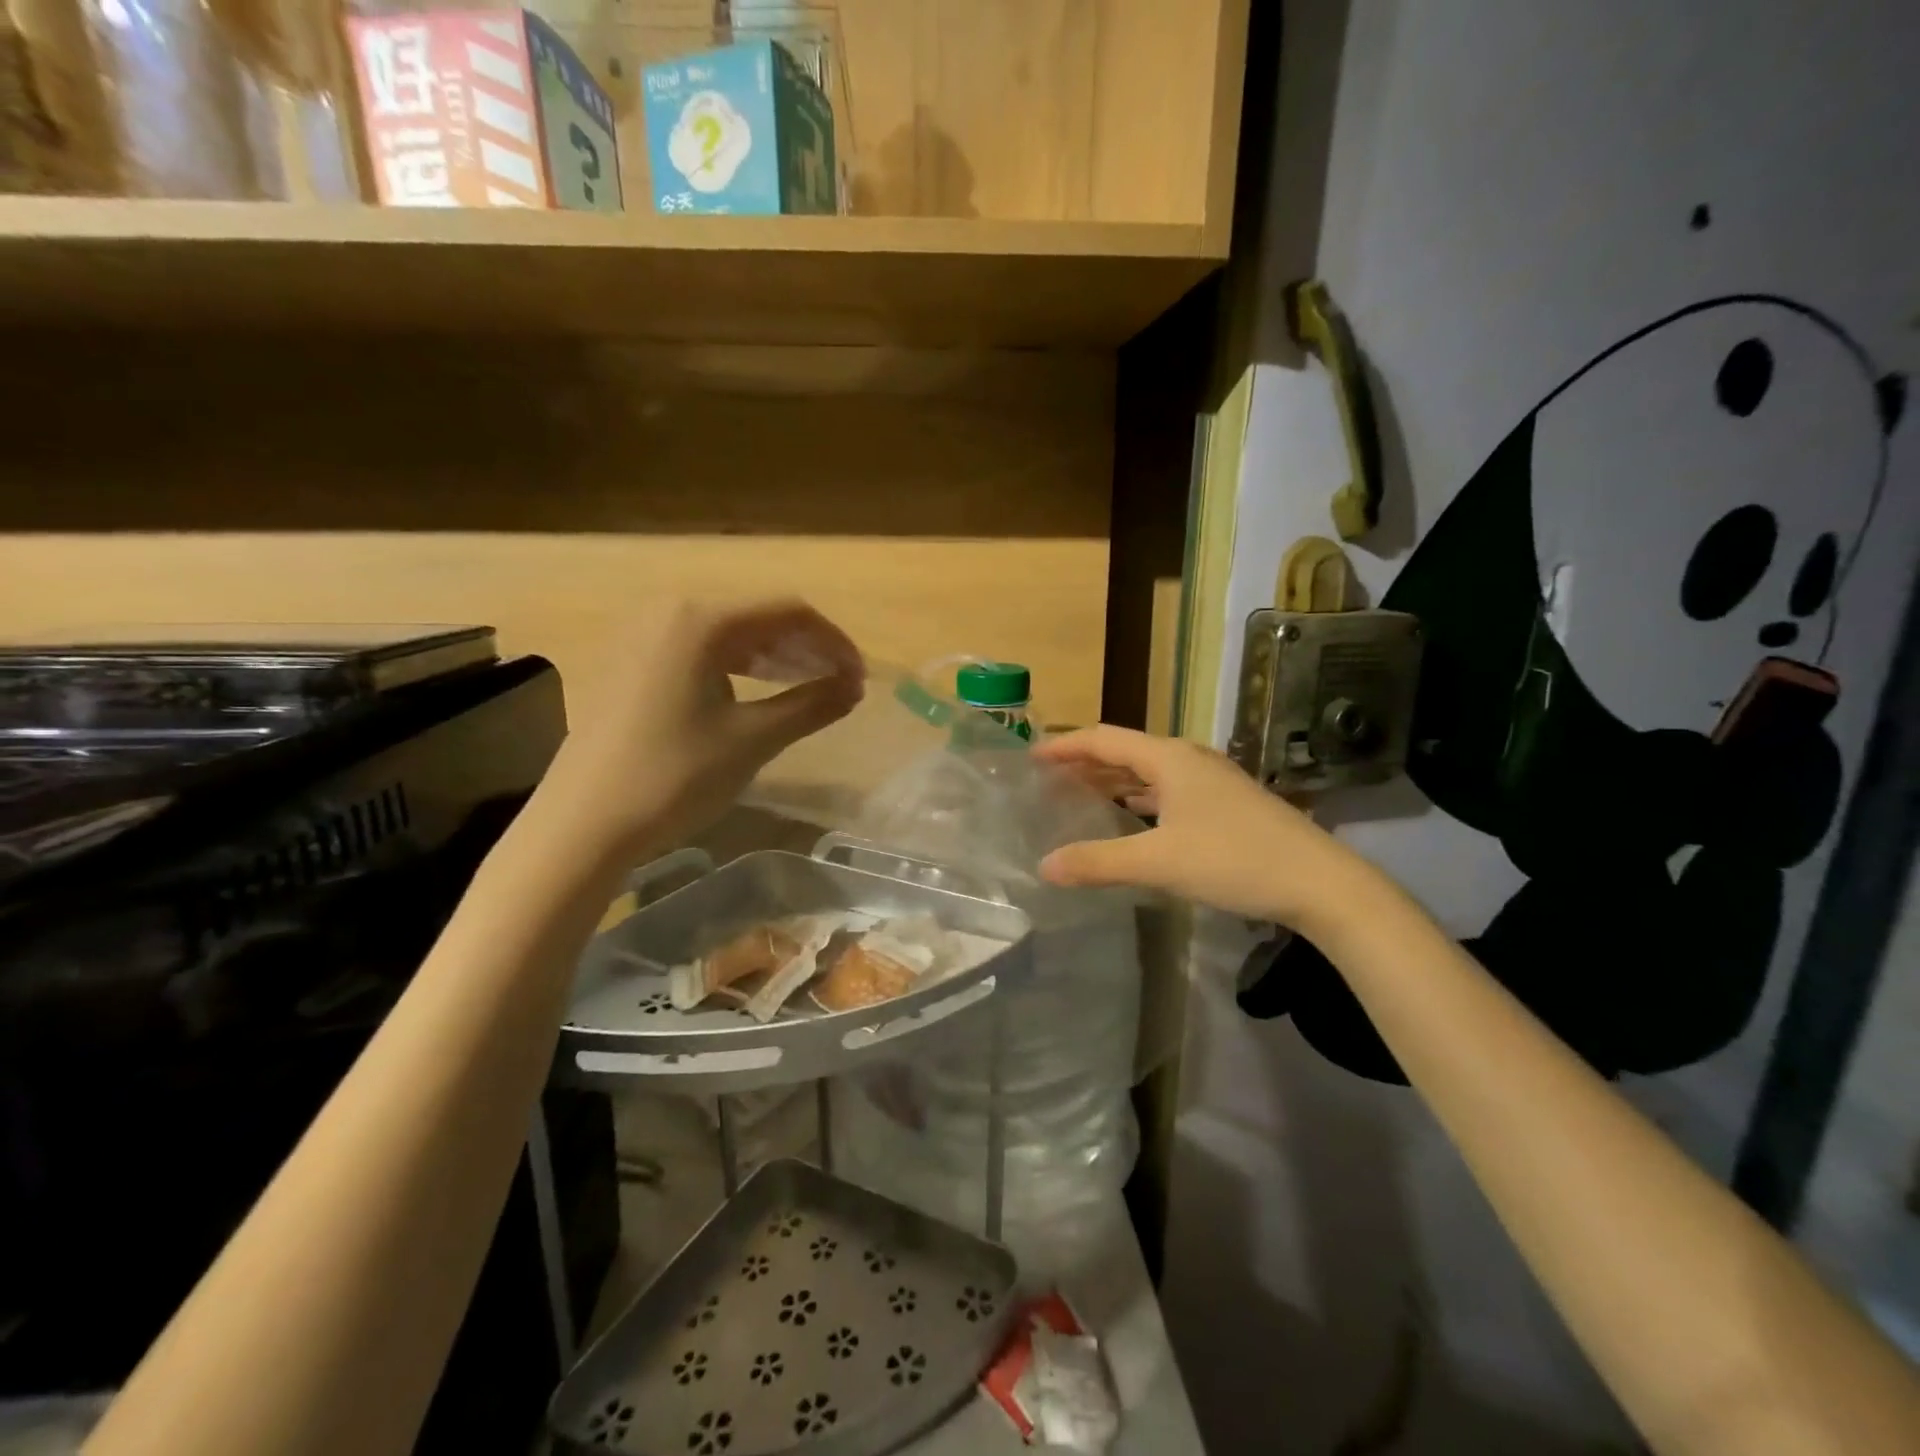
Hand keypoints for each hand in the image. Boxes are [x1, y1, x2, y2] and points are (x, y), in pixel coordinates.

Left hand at [543, 598, 864, 863]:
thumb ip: (811, 705)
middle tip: (840, 685)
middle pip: (757, 617)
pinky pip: (699, 651)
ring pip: (728, 634)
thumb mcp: (753, 739)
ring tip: (807, 688)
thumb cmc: (674, 776)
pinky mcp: (630, 663)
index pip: (788, 612)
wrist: (583, 824)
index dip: (833, 642)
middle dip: (806, 648)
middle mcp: (669, 611)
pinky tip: (756, 693)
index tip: (859, 678)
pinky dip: (738, 668)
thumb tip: (854, 688)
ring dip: (774, 658)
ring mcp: (643, 636)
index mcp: (701, 619)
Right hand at [1035, 726, 1371, 930]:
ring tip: (1080, 795)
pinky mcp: (1226, 804)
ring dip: (1114, 780)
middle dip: (1086, 762)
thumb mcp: (1158, 862)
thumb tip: (1043, 866)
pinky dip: (1140, 798)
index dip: (1066, 746)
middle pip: (1126, 751)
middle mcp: (1189, 759)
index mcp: (1169, 758)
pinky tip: (1132, 817)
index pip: (1104, 739)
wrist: (1319, 882)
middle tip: (1050, 779)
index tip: (1032, 757)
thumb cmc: (1233, 860)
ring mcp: (1212, 781)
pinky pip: (1168, 790)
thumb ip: (1098, 862)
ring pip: (1149, 772)